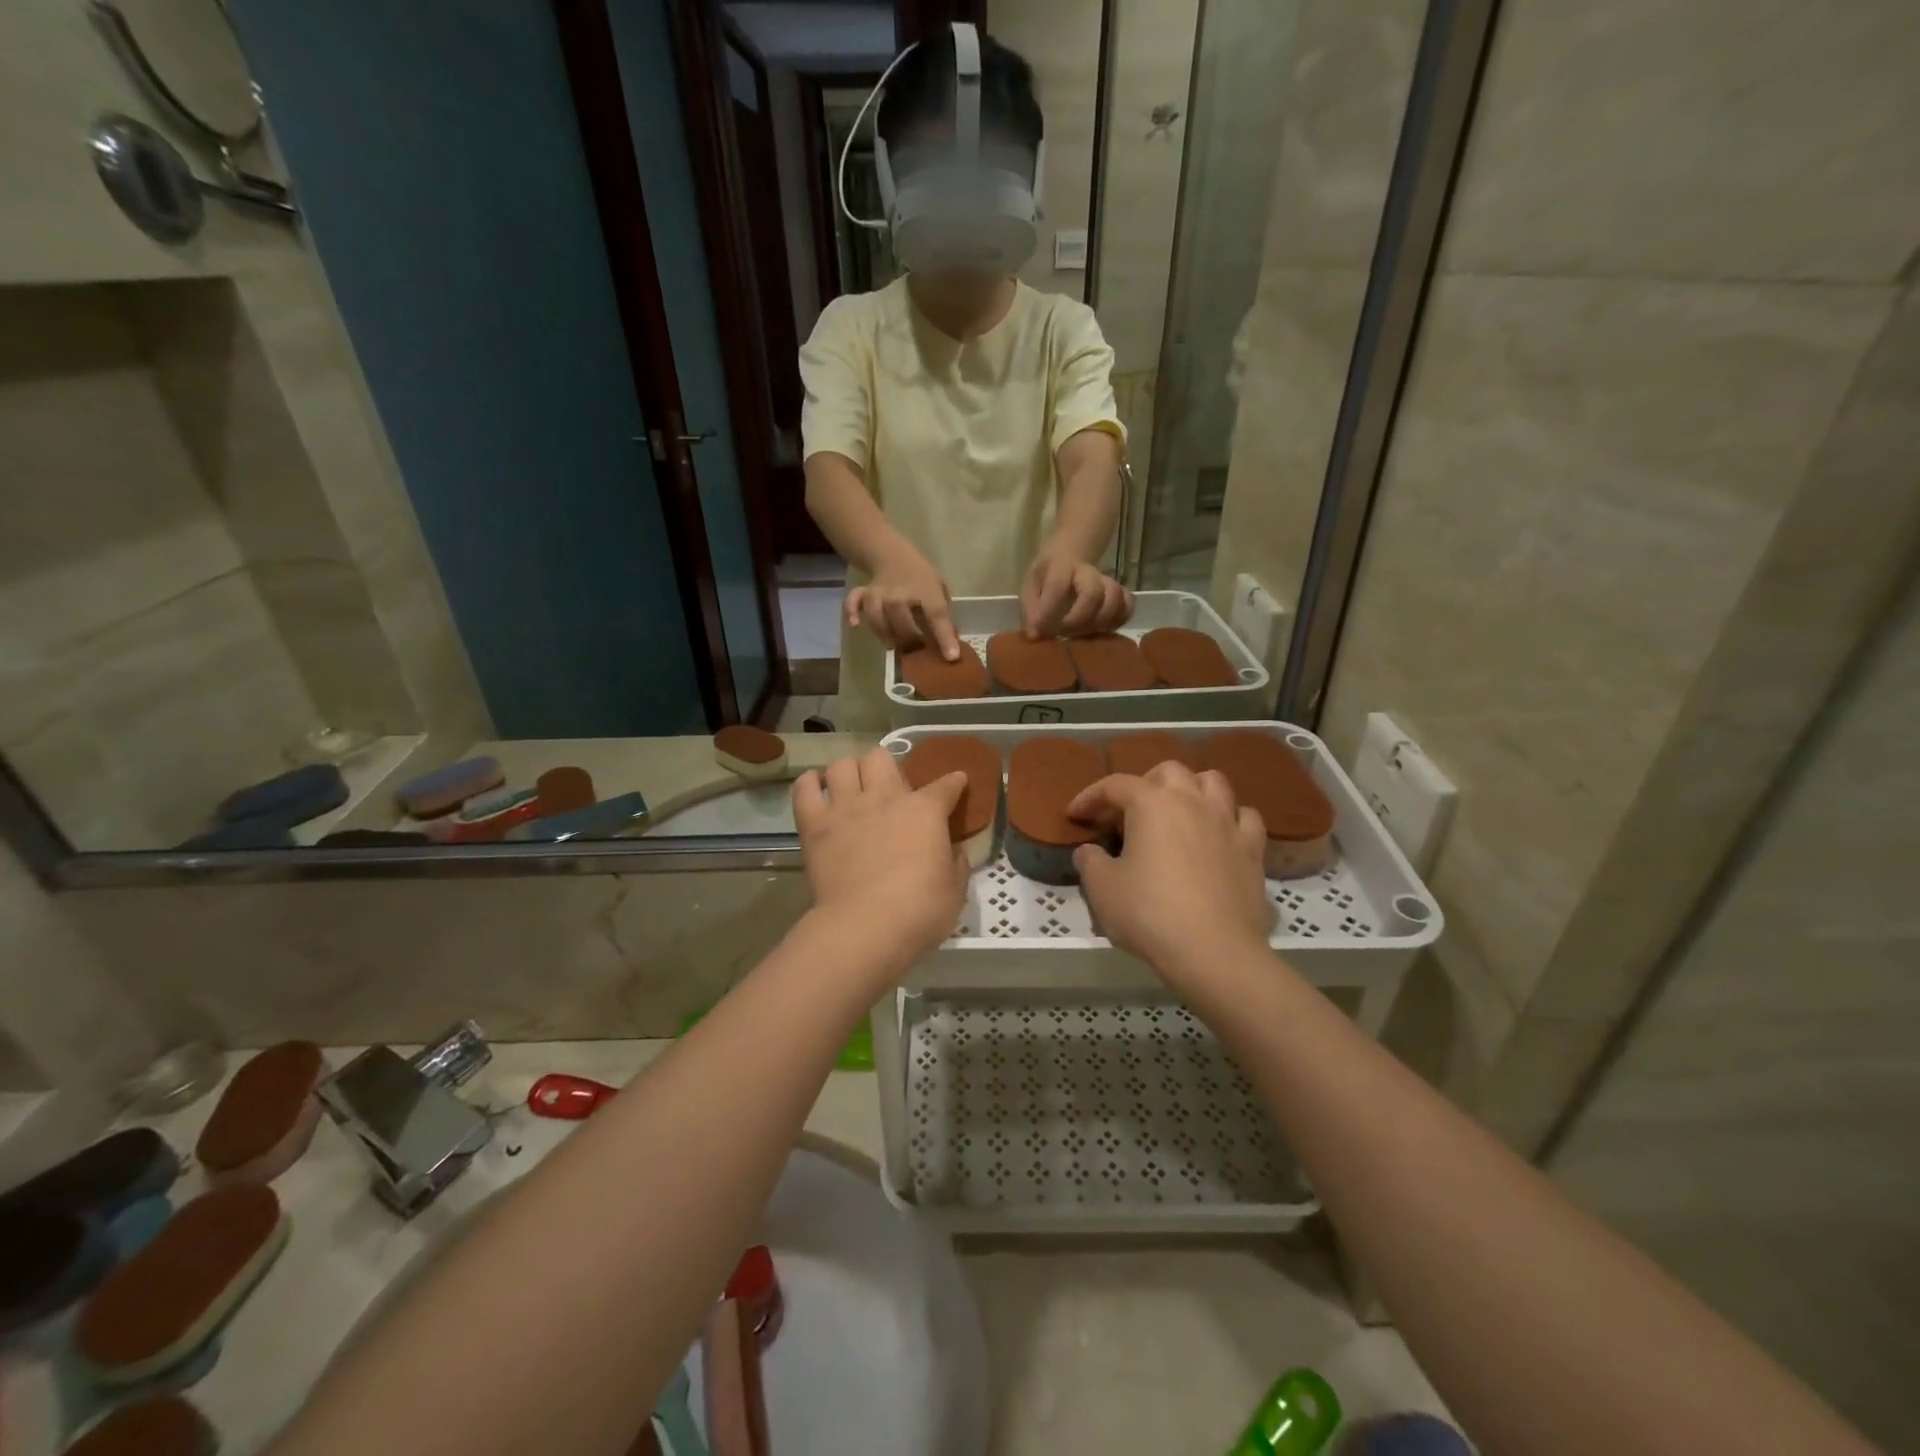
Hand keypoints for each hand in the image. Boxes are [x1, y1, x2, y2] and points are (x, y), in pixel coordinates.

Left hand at [793, 747, 969, 973]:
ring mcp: (846, 807)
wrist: (866, 928)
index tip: (957, 782)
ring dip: (848, 773)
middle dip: (886, 767)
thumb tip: (954, 850)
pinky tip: (816, 788)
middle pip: (881, 757)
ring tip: (850, 789)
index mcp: (925, 811)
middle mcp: (885, 797)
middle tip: (888, 789)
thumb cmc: (920, 911)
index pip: (946, 785)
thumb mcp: (955, 889)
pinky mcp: (815, 824)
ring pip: (842, 765)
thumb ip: (956, 863)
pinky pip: (805, 788)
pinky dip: (810, 783)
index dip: (954, 782)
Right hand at [846, 547, 960, 659]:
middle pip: (904, 624)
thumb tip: (949, 643)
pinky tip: (855, 624)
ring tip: (894, 645)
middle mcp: (901, 593)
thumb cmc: (921, 576)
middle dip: (912, 642)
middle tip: (916, 651)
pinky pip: (854, 603)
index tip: (951, 657)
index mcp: (926, 590)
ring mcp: (879, 594)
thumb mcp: (940, 588)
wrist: (892, 555)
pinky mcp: (864, 595)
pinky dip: (852, 612)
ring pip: (880, 620)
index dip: (944, 637)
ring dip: (887, 636)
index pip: (936, 615)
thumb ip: (944, 612)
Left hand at [1020, 549, 1133, 639]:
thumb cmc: (1046, 577)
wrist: (1068, 555)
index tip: (1041, 631)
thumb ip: (1031, 610)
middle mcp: (1087, 572)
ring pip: (1115, 600)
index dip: (1049, 611)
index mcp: (1060, 567)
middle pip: (1093, 593)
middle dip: (1078, 619)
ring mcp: (1106, 581)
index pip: (1058, 586)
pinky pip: (1128, 605)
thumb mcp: (1030, 587)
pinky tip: (1103, 629)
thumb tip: (1034, 636)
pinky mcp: (1120, 592)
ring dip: (1099, 623)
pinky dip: (1119, 620)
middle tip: (1065, 633)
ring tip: (1084, 634)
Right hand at [1067, 762, 1273, 988]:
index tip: (1075, 815)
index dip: (1090, 796)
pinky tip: (1218, 834)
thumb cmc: (1149, 914)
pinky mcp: (1252, 849)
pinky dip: (1229, 818)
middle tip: (1128, 811)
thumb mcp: (1101, 889)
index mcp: (1151, 803)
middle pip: (1168, 771)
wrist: (1214, 951)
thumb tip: (1089, 851)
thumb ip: (1090, 862)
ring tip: (1177, 811)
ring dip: (1191, 789)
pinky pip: (1244, 817)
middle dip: (1144, 783)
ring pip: (1212, 782)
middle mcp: (1192, 801)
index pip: (1115, 785)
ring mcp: (1227, 822)